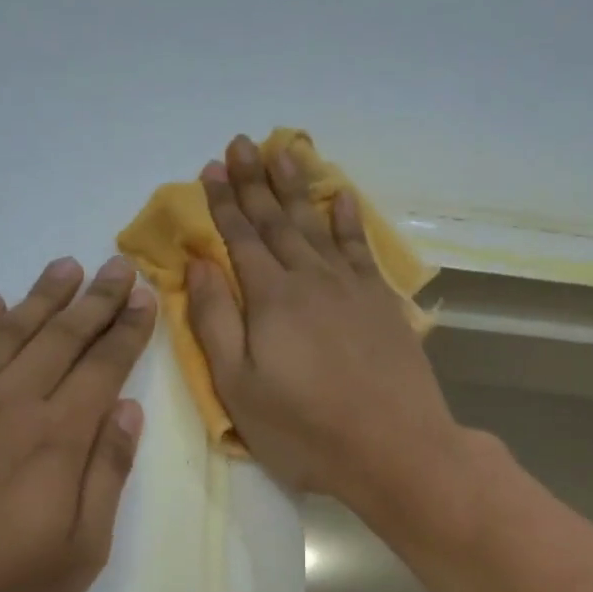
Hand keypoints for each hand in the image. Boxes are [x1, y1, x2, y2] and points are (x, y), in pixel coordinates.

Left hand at [0, 256, 155, 591]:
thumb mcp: (76, 556)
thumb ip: (106, 476)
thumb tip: (127, 411)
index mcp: (56, 439)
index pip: (103, 367)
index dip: (128, 330)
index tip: (146, 296)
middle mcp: (7, 403)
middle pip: (60, 337)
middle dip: (95, 300)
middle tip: (118, 266)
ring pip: (4, 333)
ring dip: (39, 298)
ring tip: (65, 267)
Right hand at [185, 135, 466, 517]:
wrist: (394, 448)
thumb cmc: (304, 429)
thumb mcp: (239, 387)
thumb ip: (215, 321)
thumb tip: (198, 264)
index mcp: (270, 298)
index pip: (240, 239)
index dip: (224, 203)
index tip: (212, 169)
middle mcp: (311, 278)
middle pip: (277, 221)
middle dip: (256, 182)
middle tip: (241, 143)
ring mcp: (352, 287)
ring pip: (318, 224)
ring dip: (298, 188)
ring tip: (284, 151)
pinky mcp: (382, 303)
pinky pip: (361, 248)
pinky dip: (349, 220)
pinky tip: (342, 198)